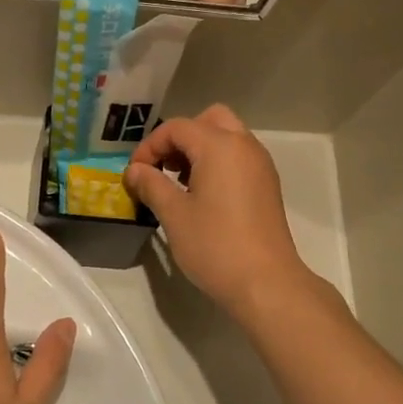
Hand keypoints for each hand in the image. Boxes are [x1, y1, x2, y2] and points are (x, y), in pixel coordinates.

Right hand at [123, 105, 313, 316]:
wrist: (266, 283)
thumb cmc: (216, 246)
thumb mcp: (174, 215)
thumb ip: (152, 185)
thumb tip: (135, 171)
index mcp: (220, 145)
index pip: (177, 128)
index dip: (150, 146)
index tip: (135, 174)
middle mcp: (244, 145)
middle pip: (209, 120)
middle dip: (180, 138)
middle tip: (163, 167)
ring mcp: (260, 165)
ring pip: (227, 137)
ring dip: (200, 149)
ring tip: (179, 184)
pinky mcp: (267, 185)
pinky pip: (239, 157)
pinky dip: (218, 163)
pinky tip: (203, 196)